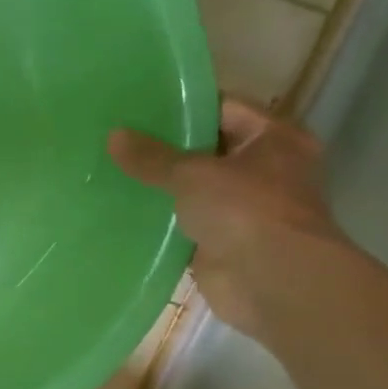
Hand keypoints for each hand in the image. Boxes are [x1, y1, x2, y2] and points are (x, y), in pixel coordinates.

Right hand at [108, 98, 345, 338]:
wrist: (272, 282)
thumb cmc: (246, 211)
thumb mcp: (193, 174)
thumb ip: (152, 157)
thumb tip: (113, 136)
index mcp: (274, 138)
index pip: (223, 108)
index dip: (182, 106)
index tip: (138, 107)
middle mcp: (265, 169)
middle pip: (207, 149)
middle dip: (166, 148)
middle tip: (118, 139)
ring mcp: (245, 209)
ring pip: (194, 188)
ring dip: (162, 186)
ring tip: (113, 171)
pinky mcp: (224, 242)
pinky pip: (186, 223)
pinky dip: (161, 220)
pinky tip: (124, 211)